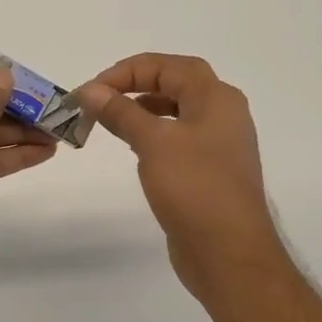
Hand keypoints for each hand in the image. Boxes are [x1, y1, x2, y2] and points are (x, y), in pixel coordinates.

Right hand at [75, 54, 282, 302]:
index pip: (168, 66)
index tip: (93, 89)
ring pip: (177, 110)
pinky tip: (133, 146)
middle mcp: (223, 114)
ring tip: (111, 118)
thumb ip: (120, 111)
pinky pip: (179, 137)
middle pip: (176, 83)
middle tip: (102, 96)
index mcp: (216, 98)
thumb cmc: (194, 188)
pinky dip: (154, 132)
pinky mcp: (210, 170)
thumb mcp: (153, 142)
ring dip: (143, 108)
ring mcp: (219, 144)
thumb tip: (90, 90)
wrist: (230, 254)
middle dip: (136, 83)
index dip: (127, 70)